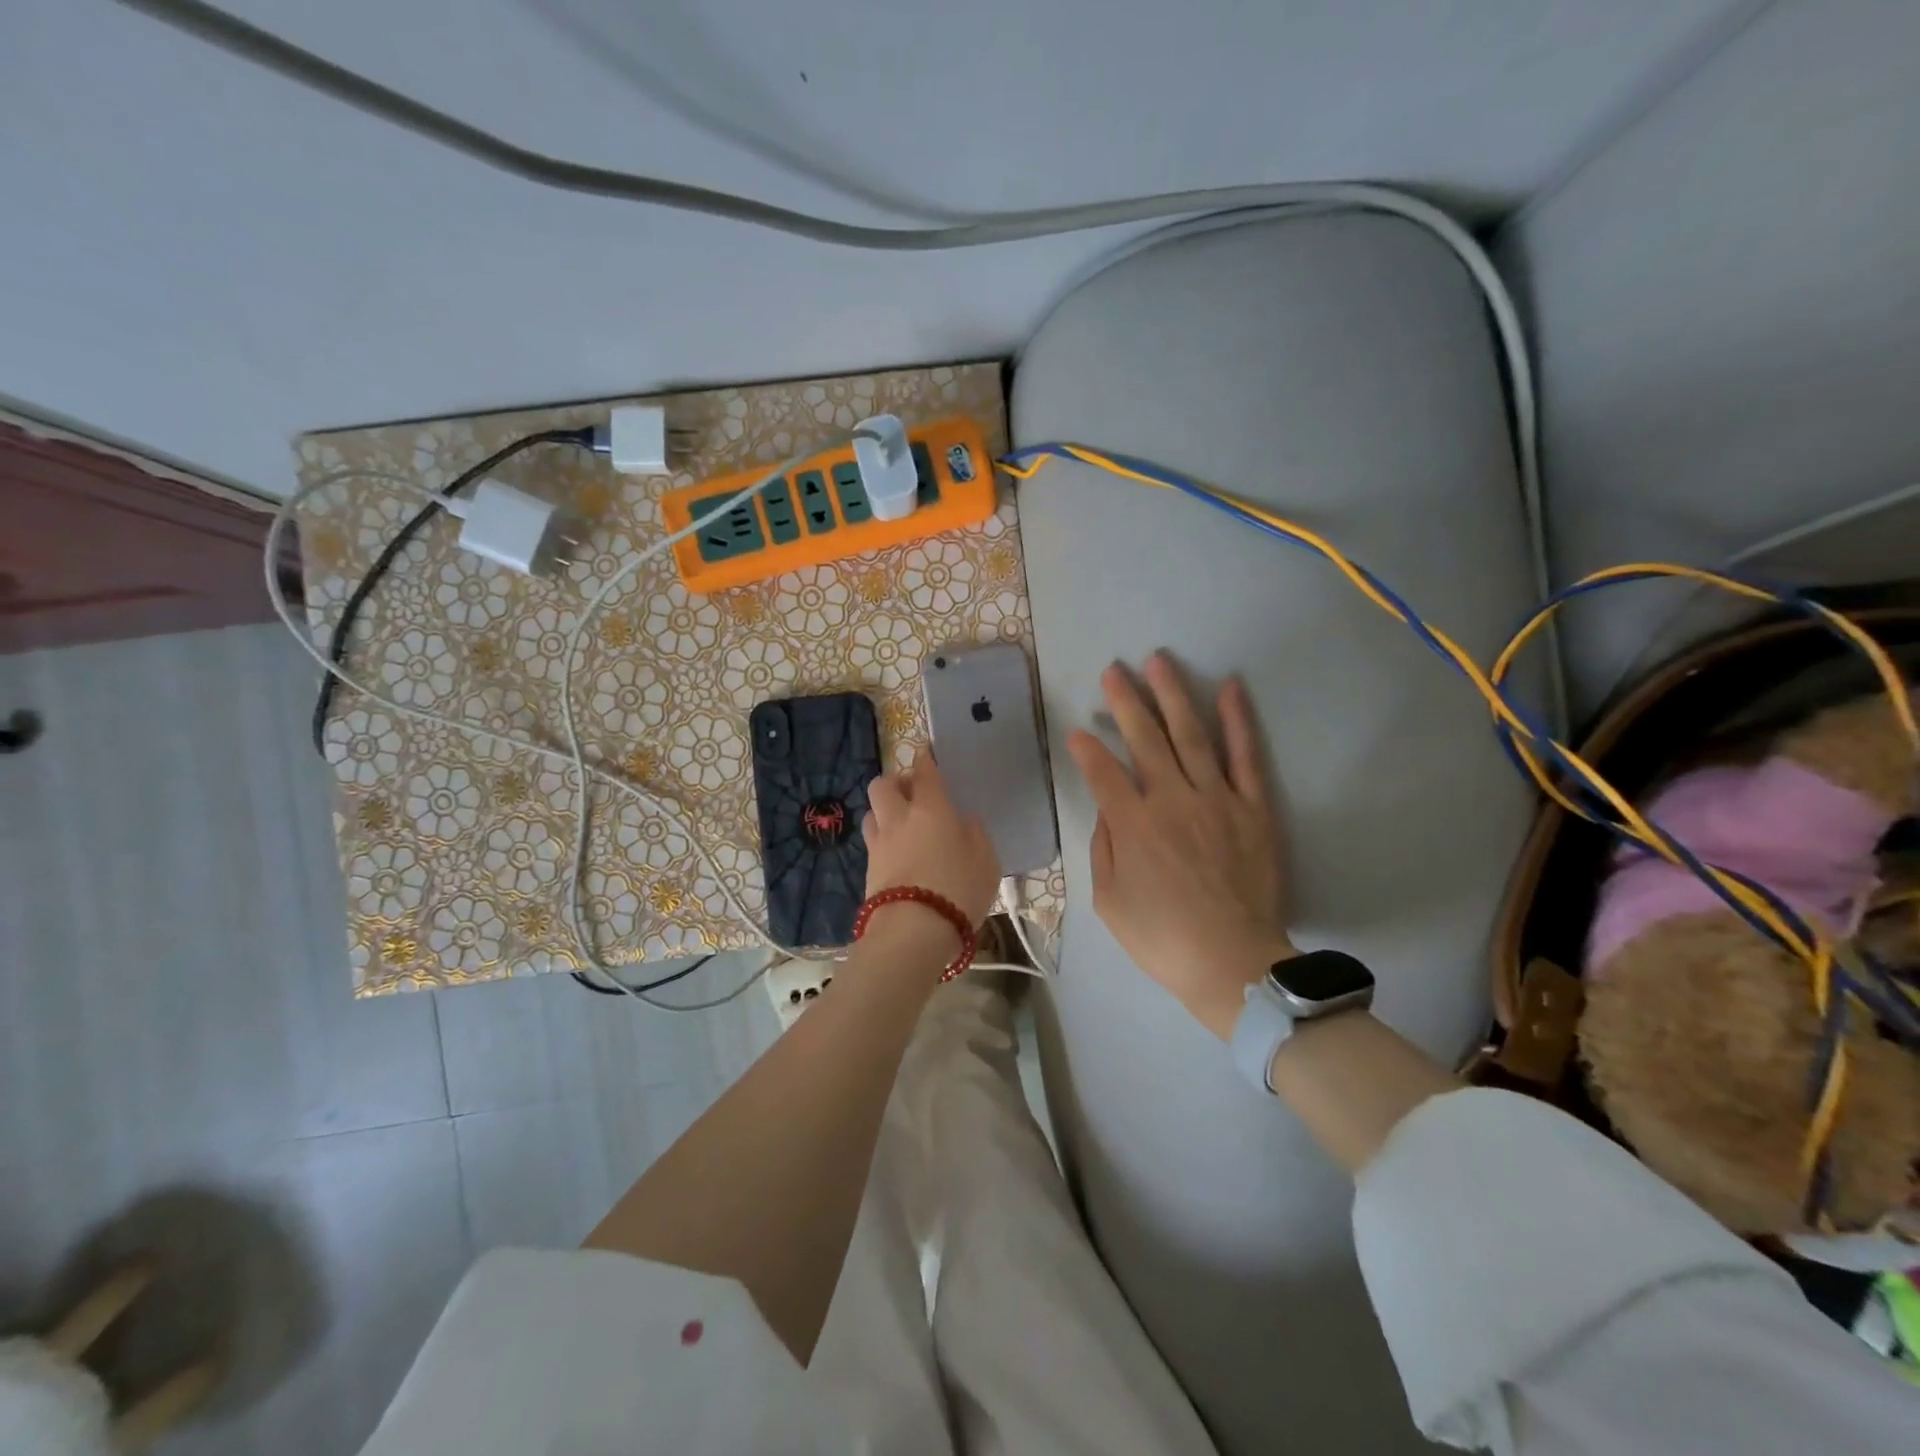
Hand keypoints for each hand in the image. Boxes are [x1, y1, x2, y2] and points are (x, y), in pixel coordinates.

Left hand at [861, 753, 1000, 929]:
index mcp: (931, 808)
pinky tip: (898, 854)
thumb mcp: (986, 861)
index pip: (924, 772)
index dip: (925, 758)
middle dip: (895, 783)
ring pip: (872, 813)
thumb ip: (975, 835)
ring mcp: (879, 844)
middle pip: (883, 785)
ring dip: (884, 812)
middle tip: (912, 794)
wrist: (913, 932)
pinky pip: (873, 843)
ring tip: (901, 825)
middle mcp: (899, 818)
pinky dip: (883, 841)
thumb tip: (963, 822)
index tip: (926, 752)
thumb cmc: (958, 889)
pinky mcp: (867, 871)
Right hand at [1067, 654, 1293, 1038]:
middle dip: (1125, 701)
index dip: (1087, 749)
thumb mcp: (1110, 902)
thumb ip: (1105, 848)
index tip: (1077, 731)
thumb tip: (1108, 810)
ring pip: (1190, 735)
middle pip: (1145, 739)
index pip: (1103, 772)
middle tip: (1113, 669)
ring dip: (1172, 695)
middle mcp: (1171, 800)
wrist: (1233, 963)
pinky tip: (1229, 687)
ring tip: (1159, 661)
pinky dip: (1237, 720)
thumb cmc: (1162, 938)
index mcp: (1132, 825)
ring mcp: (1215, 799)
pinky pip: (1245, 756)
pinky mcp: (1253, 807)